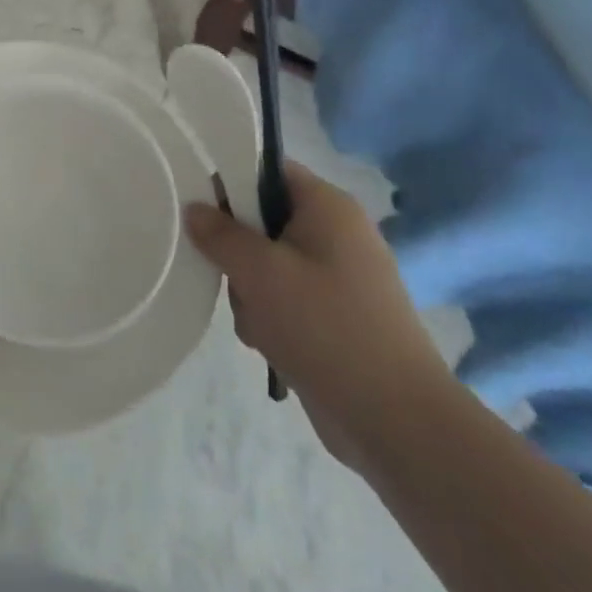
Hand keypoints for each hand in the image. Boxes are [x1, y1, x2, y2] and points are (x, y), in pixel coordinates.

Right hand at [184, 161, 450, 467]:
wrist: (396, 421)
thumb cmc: (326, 326)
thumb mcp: (259, 271)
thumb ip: (219, 233)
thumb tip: (195, 208)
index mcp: (327, 206)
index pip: (267, 170)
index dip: (229, 182)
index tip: (199, 210)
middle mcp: (336, 234)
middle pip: (262, 220)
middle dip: (238, 252)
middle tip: (232, 276)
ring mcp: (339, 279)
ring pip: (267, 265)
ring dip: (250, 292)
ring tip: (258, 322)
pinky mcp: (336, 318)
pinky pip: (285, 300)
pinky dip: (270, 318)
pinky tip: (269, 345)